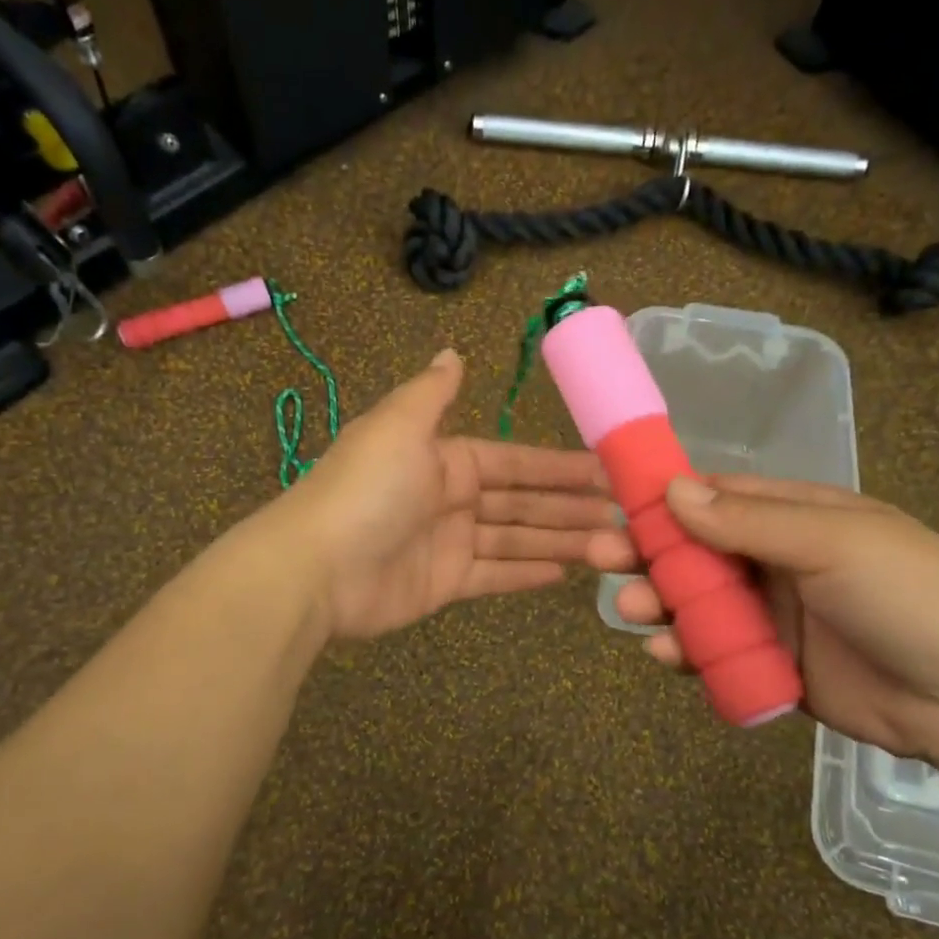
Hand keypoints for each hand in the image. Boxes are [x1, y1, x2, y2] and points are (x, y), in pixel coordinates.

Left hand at [271, 350, 612, 639]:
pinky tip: (566, 572)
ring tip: (609, 546)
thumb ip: (431, 393)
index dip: (558, 466)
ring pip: (515, 539)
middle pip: (521, 501)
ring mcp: (448, 543)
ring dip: (559, 540)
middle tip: (622, 515)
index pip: (514, 461)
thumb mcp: (399, 426)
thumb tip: (452, 354)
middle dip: (568, 506)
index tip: (604, 471)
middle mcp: (450, 497)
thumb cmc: (367, 489)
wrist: (316, 567)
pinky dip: (527, 573)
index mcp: (444, 458)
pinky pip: (494, 575)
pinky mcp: (444, 584)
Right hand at [588, 476, 938, 772]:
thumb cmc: (912, 594)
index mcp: (793, 517)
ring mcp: (773, 617)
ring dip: (660, 603)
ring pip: (698, 605)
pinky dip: (686, 655)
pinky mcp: (774, 668)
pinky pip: (717, 656)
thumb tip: (671, 489)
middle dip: (648, 553)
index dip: (663, 498)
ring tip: (628, 610)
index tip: (613, 503)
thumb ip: (748, 522)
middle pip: (695, 552)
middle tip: (601, 559)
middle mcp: (775, 561)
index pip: (714, 498)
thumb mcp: (833, 542)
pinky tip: (663, 657)